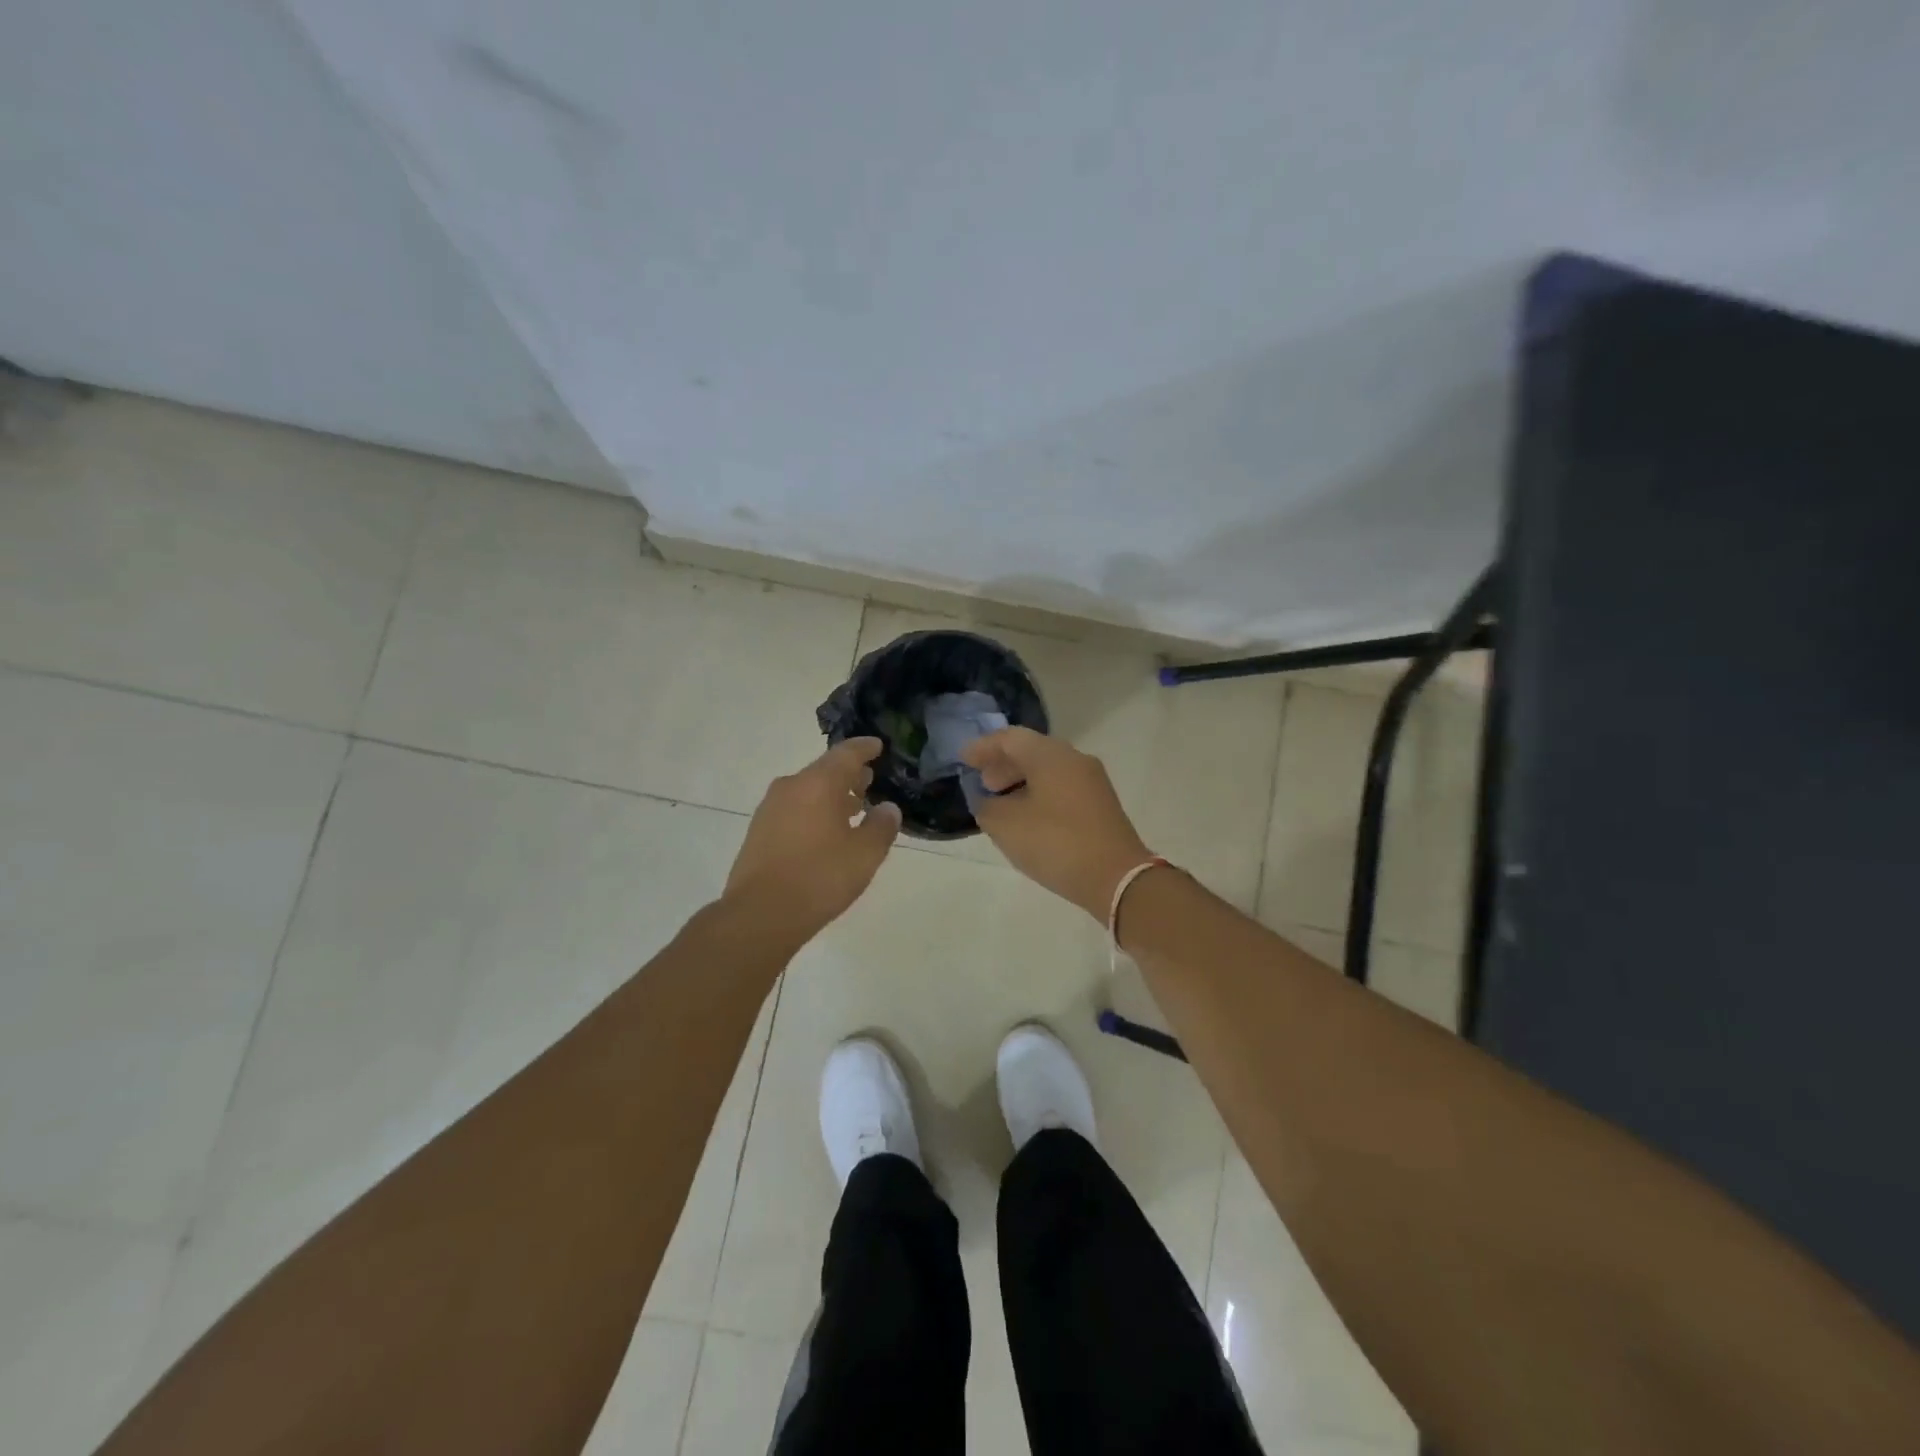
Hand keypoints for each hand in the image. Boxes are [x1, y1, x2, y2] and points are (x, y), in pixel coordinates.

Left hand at [724, 738, 902, 941]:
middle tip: (870, 782)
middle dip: (849, 775)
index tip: (878, 746)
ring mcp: (770, 808)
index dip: (865, 748)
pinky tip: (826, 833)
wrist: (760, 915)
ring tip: (853, 809)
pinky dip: (814, 811)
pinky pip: (794, 809)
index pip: (846, 753)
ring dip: (831, 796)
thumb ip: (881, 826)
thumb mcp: (864, 854)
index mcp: (818, 783)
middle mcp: (791, 787)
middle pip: (824, 770)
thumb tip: (888, 808)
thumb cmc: (819, 878)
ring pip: (807, 790)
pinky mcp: (759, 831)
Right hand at [961, 727, 1152, 919]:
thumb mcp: (1006, 826)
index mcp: (1051, 755)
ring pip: (1048, 770)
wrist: (1116, 877)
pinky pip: (1061, 787)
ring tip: (1000, 804)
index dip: (983, 748)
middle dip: (1002, 765)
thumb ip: (987, 807)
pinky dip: (1038, 794)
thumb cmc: (1056, 843)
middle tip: (983, 784)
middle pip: (1031, 751)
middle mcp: (1074, 759)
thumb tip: (988, 802)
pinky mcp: (1100, 805)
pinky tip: (1027, 818)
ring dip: (1021, 781)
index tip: (963, 760)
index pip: (1010, 738)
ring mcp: (1092, 782)